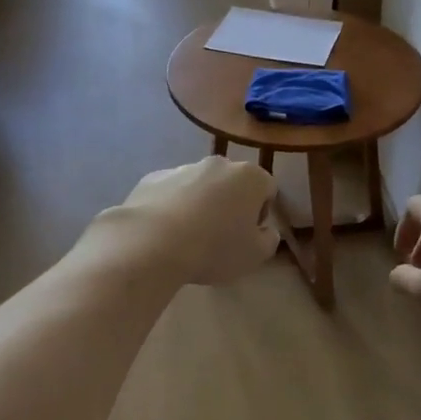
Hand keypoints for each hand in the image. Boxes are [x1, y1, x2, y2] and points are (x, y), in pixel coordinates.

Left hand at [97, 157, 279, 286]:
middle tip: (221, 236)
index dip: (261, 213)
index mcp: (249, 177)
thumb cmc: (214, 248)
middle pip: (232, 183)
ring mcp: (182, 168)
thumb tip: (265, 230)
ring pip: (200, 186)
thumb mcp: (255, 255)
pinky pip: (171, 192)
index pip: (267, 189)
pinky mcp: (152, 178)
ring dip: (200, 204)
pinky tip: (164, 232)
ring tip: (188, 237)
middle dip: (230, 205)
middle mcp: (217, 164)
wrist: (151, 243)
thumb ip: (269, 239)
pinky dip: (172, 206)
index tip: (248, 235)